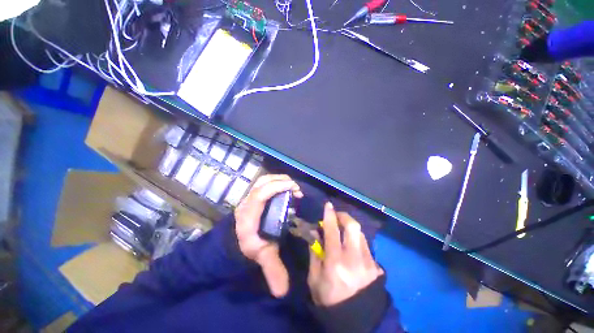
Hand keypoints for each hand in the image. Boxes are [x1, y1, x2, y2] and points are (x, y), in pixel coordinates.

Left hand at [234, 174, 302, 297]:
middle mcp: (248, 200)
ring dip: (278, 179)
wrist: (232, 241)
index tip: (294, 188)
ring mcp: (249, 196)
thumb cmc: (247, 245)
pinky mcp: (252, 195)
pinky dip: (275, 182)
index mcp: (250, 213)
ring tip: (291, 186)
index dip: (278, 187)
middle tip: (295, 188)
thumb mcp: (261, 255)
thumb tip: (283, 291)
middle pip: (262, 181)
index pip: (261, 193)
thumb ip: (272, 270)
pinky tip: (283, 188)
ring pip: (263, 180)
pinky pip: (263, 183)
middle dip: (281, 180)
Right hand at [308, 203, 383, 305]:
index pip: (332, 231)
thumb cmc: (329, 299)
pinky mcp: (376, 266)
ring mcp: (368, 262)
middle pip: (353, 227)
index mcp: (335, 262)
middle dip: (343, 216)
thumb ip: (314, 253)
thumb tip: (315, 232)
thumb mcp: (314, 278)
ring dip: (350, 227)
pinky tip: (352, 246)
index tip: (328, 205)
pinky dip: (357, 239)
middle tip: (336, 216)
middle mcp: (354, 259)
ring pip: (361, 233)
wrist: (355, 320)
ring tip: (343, 230)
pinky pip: (366, 245)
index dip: (329, 215)